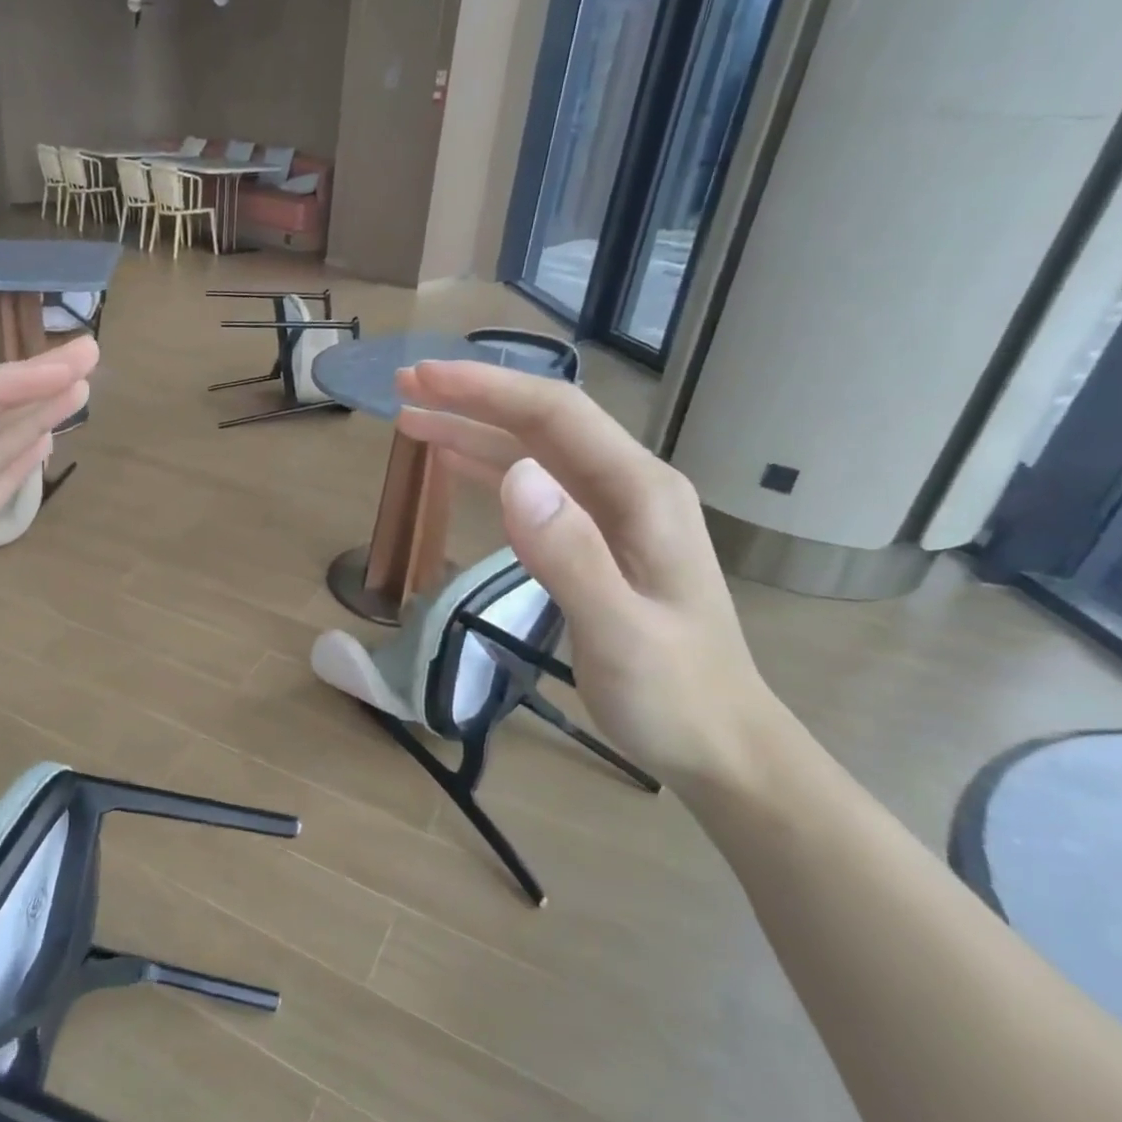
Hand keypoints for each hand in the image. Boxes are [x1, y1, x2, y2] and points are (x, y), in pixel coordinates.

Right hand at [396, 358, 783, 790]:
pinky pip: (535, 489)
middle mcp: (628, 488)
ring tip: (413, 421)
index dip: (487, 389)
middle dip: (472, 399)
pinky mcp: (595, 541)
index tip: (423, 378)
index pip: (556, 416)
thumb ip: (569, 552)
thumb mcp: (619, 630)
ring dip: (473, 431)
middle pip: (542, 424)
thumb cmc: (672, 693)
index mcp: (640, 493)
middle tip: (404, 387)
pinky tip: (456, 463)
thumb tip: (514, 474)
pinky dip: (490, 467)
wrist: (717, 743)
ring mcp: (612, 515)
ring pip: (533, 453)